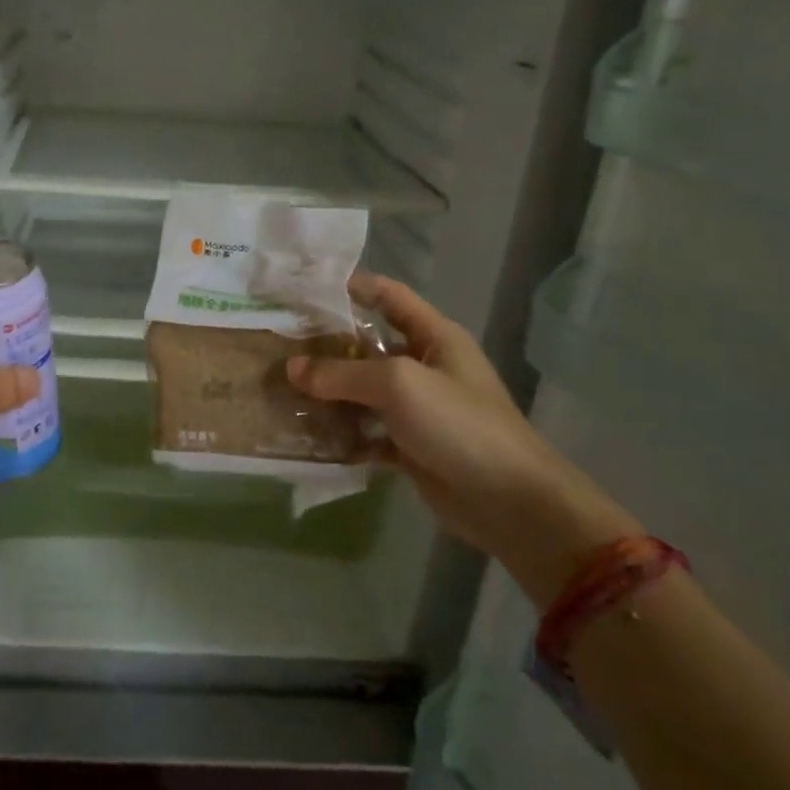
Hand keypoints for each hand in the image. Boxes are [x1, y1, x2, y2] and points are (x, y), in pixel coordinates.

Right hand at [286, 272, 638, 601]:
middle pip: (368, 345)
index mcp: (433, 337)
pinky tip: (308, 434)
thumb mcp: (399, 385)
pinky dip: (342, 433)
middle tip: (279, 345)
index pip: (389, 296)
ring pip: (363, 391)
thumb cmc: (459, 424)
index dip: (353, 287)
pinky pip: (367, 432)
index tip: (307, 289)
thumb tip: (291, 367)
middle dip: (327, 345)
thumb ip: (342, 373)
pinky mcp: (409, 446)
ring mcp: (417, 408)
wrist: (510, 502)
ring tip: (282, 390)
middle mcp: (424, 366)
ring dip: (329, 393)